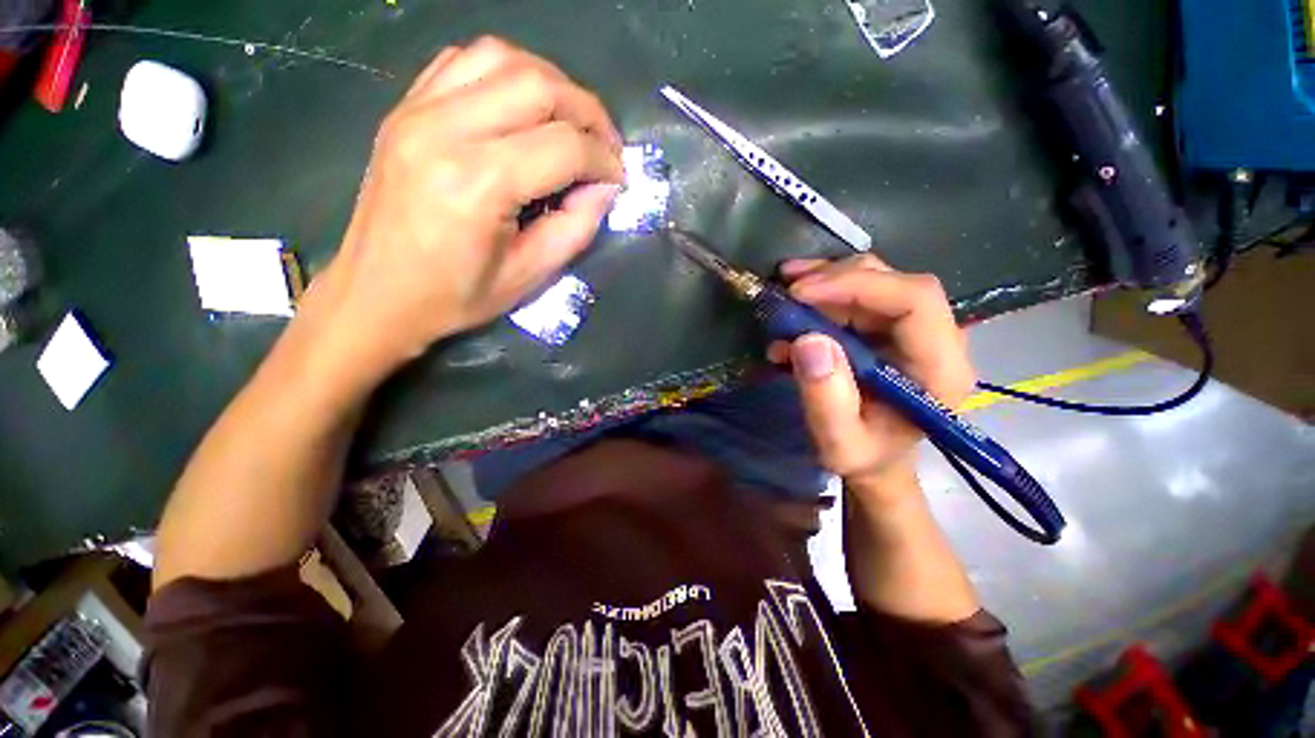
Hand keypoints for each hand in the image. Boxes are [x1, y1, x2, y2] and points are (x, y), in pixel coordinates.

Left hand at [302, 37, 624, 384]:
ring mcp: (418, 111)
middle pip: (538, 86)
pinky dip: (507, 73)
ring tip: (571, 122)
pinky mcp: (405, 108)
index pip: (563, 146)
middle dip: (589, 112)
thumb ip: (576, 228)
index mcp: (477, 185)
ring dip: (552, 84)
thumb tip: (604, 187)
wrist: (377, 293)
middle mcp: (444, 131)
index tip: (618, 178)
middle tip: (605, 146)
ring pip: (503, 58)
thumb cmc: (456, 296)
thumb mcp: (530, 276)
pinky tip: (523, 106)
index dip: (604, 159)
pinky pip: (464, 61)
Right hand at [768, 254, 975, 499]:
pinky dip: (823, 290)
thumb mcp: (838, 444)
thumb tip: (809, 340)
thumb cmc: (863, 455)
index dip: (857, 286)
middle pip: (894, 282)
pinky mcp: (890, 325)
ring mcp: (914, 328)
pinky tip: (794, 303)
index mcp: (940, 370)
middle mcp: (937, 339)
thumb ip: (826, 399)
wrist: (874, 456)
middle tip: (786, 291)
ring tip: (784, 291)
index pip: (916, 301)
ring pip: (875, 279)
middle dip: (834, 279)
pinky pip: (859, 291)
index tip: (801, 293)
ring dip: (825, 279)